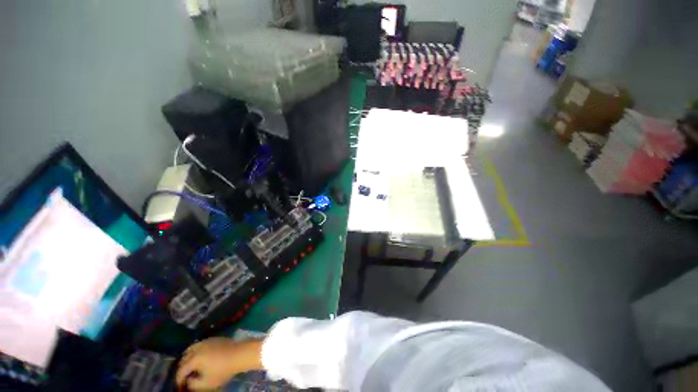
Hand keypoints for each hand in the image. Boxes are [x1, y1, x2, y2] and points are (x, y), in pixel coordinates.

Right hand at [176, 337, 263, 390]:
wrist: (239, 354)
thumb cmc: (223, 370)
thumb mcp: (206, 383)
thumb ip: (193, 384)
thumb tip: (188, 381)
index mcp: (194, 359)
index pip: (181, 370)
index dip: (178, 380)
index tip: (180, 387)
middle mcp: (197, 348)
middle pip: (184, 358)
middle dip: (182, 368)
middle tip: (184, 377)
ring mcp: (206, 341)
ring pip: (190, 349)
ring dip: (187, 358)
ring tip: (189, 367)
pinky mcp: (213, 338)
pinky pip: (199, 344)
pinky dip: (195, 351)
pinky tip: (199, 358)